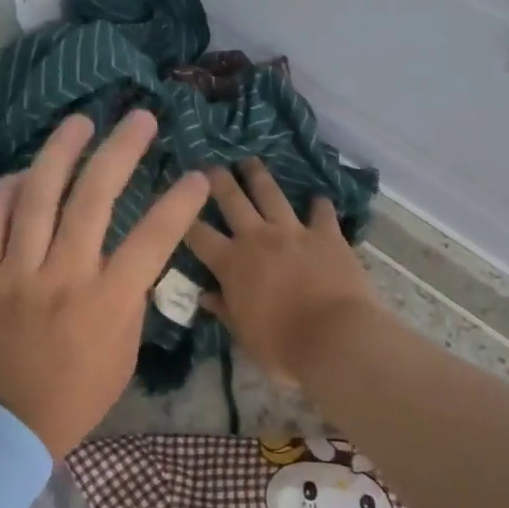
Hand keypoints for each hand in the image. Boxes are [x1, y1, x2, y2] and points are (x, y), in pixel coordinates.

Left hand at [0, 110, 210, 455]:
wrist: (0, 429)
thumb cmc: (73, 397)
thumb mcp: (123, 355)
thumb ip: (130, 300)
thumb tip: (131, 257)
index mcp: (106, 302)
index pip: (153, 238)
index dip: (180, 202)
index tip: (197, 174)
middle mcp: (62, 276)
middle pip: (94, 197)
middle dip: (121, 150)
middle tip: (139, 118)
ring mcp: (15, 272)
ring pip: (38, 195)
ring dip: (62, 151)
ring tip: (80, 122)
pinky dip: (7, 190)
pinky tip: (24, 174)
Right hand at [186, 159, 381, 385]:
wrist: (335, 338)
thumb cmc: (282, 346)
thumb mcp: (244, 335)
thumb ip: (225, 310)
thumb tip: (205, 296)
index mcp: (232, 263)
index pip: (198, 235)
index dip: (182, 218)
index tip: (173, 202)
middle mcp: (258, 238)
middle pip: (232, 200)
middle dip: (217, 180)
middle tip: (209, 166)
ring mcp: (294, 232)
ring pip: (272, 194)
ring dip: (259, 176)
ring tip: (250, 161)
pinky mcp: (327, 234)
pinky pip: (321, 213)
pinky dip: (319, 205)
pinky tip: (318, 199)